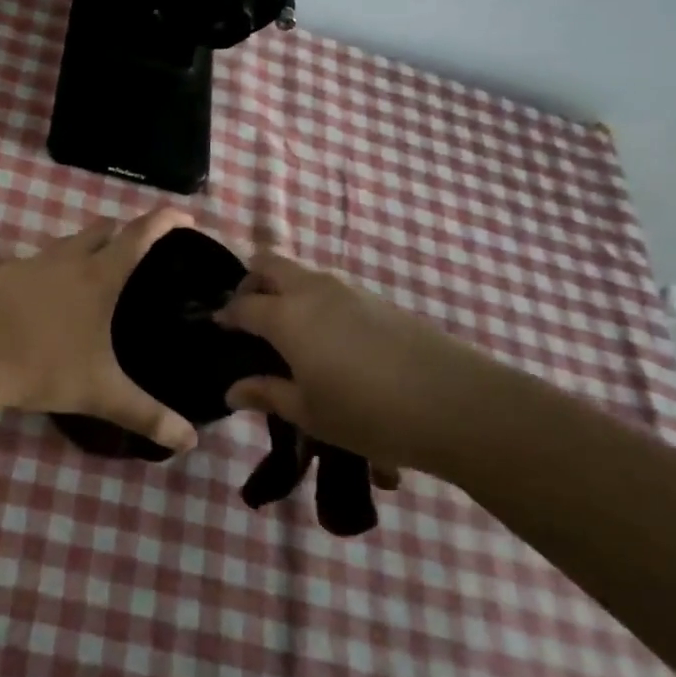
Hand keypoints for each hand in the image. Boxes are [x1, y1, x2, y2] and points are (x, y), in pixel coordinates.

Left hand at [0, 209, 199, 452]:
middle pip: (102, 229)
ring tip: (91, 277)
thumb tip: (190, 441)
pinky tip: (44, 299)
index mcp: (99, 276)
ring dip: (84, 249)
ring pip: (66, 242)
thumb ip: (147, 415)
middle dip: (123, 232)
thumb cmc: (45, 366)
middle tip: (137, 253)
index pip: (139, 236)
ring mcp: (32, 262)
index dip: (164, 221)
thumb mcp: (101, 393)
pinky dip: (48, 271)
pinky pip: (34, 263)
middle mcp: (68, 258)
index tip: (184, 215)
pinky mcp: (2, 273)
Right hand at [215, 251, 504, 477]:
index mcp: (287, 316)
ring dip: (285, 290)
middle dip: (251, 283)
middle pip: (269, 264)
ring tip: (289, 332)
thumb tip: (232, 389)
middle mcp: (312, 291)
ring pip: (302, 273)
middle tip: (250, 317)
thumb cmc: (368, 412)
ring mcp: (349, 290)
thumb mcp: (309, 412)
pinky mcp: (378, 299)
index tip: (220, 329)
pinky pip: (331, 288)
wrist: (455, 403)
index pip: (243, 304)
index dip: (227, 315)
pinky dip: (315, 301)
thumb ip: (267, 394)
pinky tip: (329, 339)